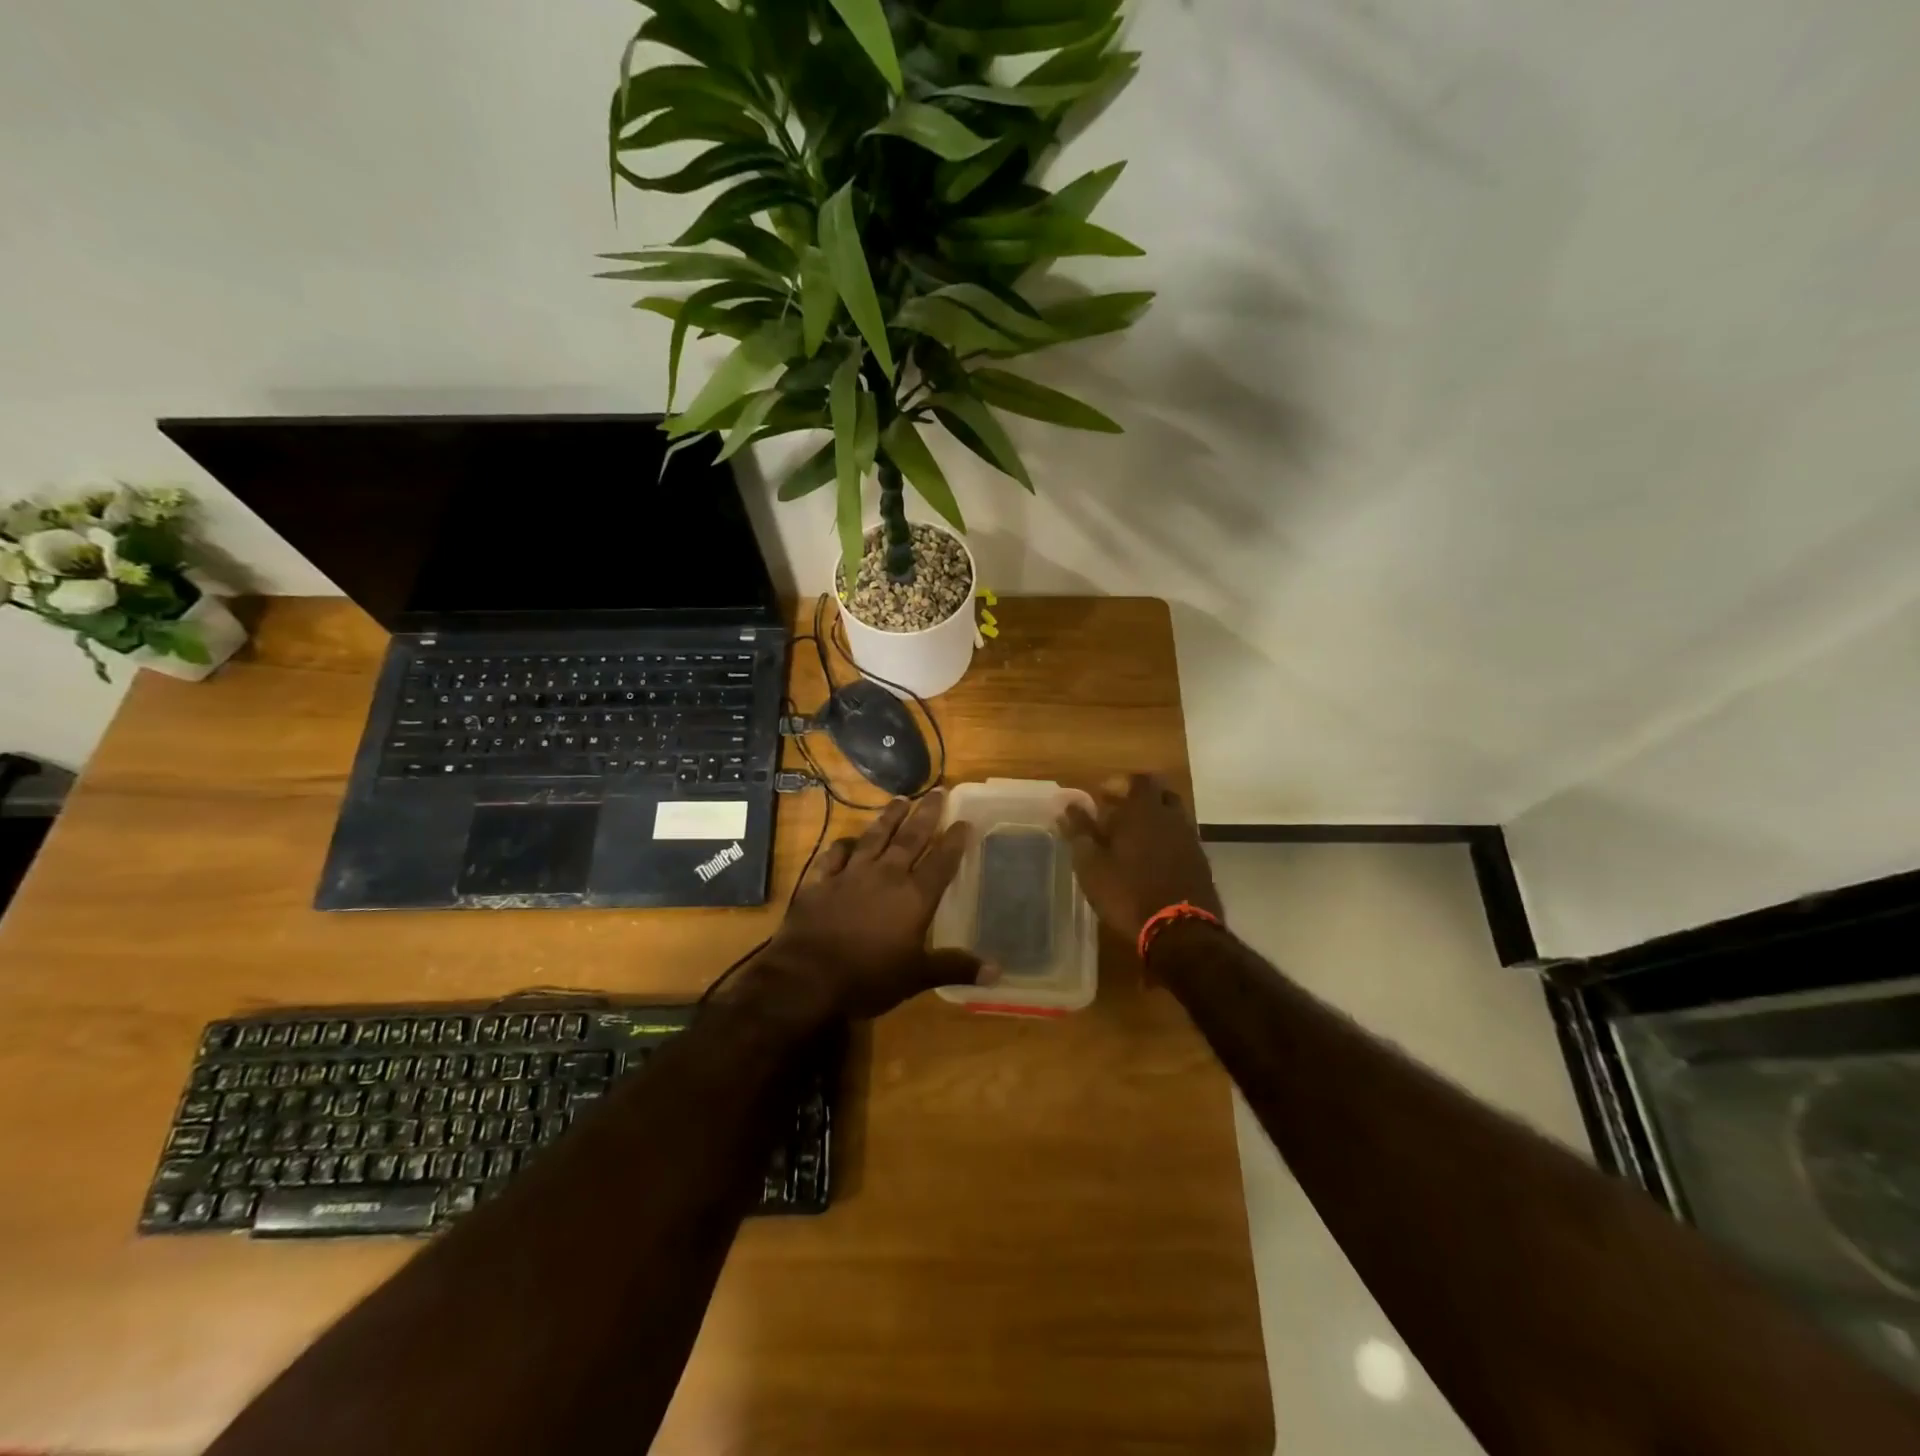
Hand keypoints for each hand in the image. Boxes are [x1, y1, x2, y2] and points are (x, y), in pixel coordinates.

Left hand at [740, 790, 986, 1021]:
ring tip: (901, 799)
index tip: (964, 820)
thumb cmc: (869, 978)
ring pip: (875, 837)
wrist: (807, 977)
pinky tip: (848, 839)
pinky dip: (844, 845)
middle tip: (937, 790)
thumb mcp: (918, 977)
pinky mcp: (821, 881)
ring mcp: (851, 874)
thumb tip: (998, 971)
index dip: (955, 841)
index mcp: (914, 897)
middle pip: (911, 838)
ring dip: (889, 818)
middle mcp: (886, 875)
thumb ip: (956, 968)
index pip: (942, 861)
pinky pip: (835, 855)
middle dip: (926, 814)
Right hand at [1060, 774, 1223, 943]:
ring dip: (1153, 822)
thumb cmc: (1128, 893)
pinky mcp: (1200, 863)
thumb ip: (1079, 832)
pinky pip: (1181, 840)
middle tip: (1116, 817)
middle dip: (1138, 800)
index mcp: (1143, 810)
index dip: (1119, 784)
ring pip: (1172, 818)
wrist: (1181, 931)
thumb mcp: (1092, 865)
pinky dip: (1166, 843)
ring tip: (1131, 843)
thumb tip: (1067, 806)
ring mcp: (1189, 840)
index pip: (1137, 780)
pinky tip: (1150, 863)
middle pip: (1159, 795)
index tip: (1101, 797)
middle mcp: (1171, 817)